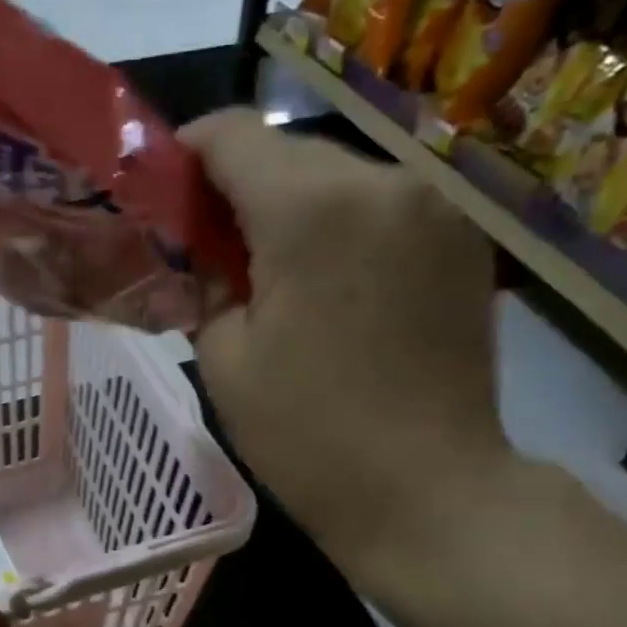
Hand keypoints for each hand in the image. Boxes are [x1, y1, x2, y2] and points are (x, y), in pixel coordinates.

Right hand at [185, 108, 512, 576]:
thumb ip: (204, 282)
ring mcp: (435, 205)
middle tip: (210, 250)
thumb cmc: (309, 437)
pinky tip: (330, 287)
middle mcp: (382, 180)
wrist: (430, 492)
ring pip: (337, 177)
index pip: (232, 134)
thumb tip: (206, 251)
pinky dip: (342, 228)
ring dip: (292, 210)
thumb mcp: (224, 360)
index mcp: (311, 208)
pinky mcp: (463, 239)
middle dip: (238, 188)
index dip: (185, 155)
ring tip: (272, 275)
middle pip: (287, 152)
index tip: (164, 196)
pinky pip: (382, 207)